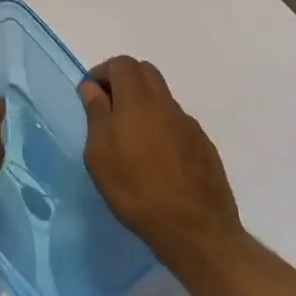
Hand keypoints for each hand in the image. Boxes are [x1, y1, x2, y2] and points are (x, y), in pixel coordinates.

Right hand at [79, 56, 245, 275]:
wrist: (195, 230)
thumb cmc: (135, 188)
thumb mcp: (99, 153)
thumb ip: (96, 114)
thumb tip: (92, 88)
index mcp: (138, 100)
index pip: (122, 64)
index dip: (103, 72)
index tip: (90, 96)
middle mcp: (166, 104)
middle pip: (146, 73)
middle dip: (124, 81)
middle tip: (108, 110)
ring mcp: (189, 125)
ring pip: (163, 98)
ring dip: (143, 105)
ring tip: (131, 139)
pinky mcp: (205, 147)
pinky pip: (177, 123)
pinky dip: (161, 128)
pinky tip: (156, 160)